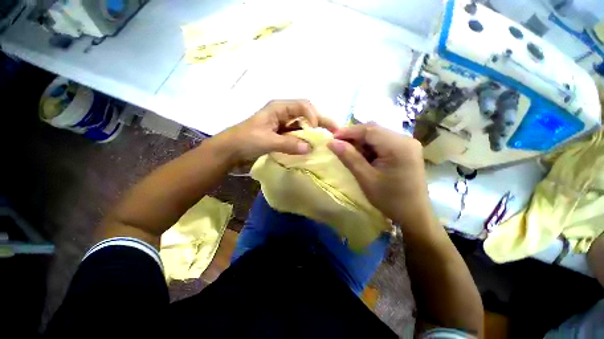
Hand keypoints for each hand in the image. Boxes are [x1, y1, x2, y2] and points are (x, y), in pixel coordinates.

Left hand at [216, 100, 337, 163]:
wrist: (230, 150)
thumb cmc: (245, 140)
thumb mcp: (267, 141)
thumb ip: (289, 144)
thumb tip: (310, 148)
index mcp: (279, 107)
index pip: (303, 106)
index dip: (313, 116)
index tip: (317, 131)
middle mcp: (283, 114)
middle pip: (306, 114)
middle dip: (320, 122)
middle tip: (335, 131)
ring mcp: (282, 125)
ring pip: (302, 126)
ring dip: (313, 133)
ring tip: (325, 141)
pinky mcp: (280, 135)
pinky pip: (296, 136)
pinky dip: (304, 141)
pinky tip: (310, 147)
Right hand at [327, 124, 431, 226]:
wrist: (414, 214)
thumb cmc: (389, 199)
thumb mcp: (366, 178)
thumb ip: (349, 157)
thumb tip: (331, 142)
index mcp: (398, 146)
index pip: (369, 130)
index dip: (348, 132)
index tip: (332, 138)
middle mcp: (406, 139)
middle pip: (374, 130)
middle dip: (354, 137)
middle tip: (339, 145)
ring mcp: (407, 144)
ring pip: (378, 135)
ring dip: (361, 142)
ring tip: (349, 153)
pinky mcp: (406, 150)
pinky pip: (383, 142)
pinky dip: (370, 147)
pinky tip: (363, 157)